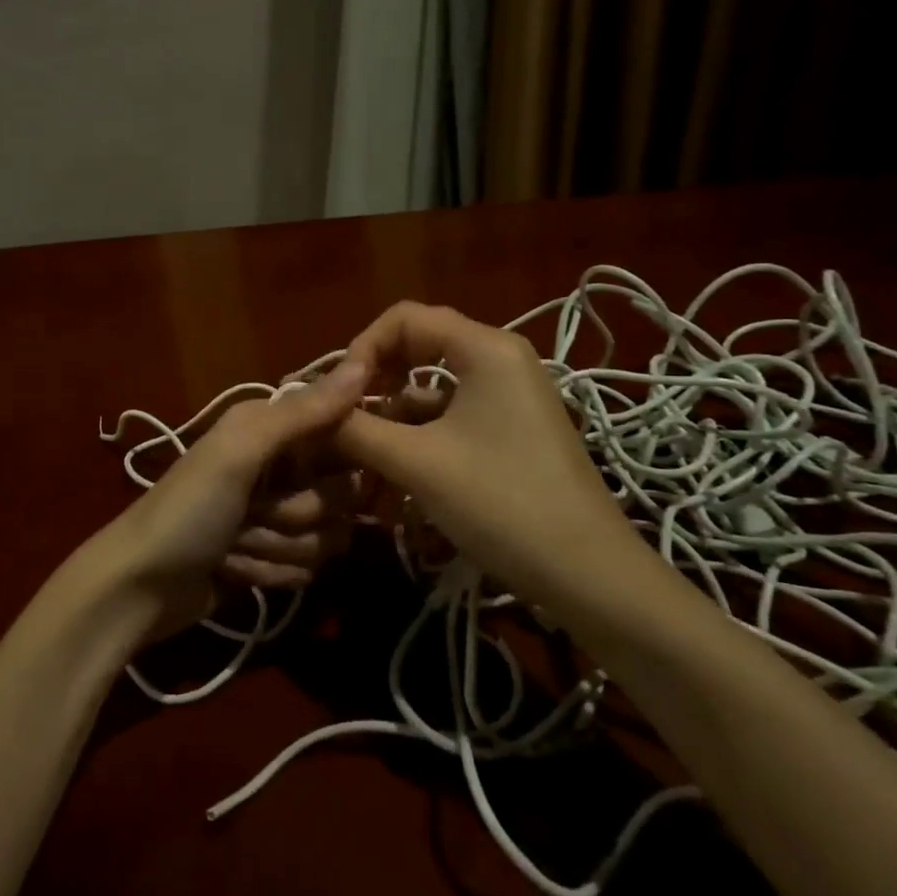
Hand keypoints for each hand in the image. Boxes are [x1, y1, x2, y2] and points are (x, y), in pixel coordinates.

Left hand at [80, 359, 368, 640]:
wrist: (137, 586)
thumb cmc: (186, 510)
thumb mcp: (238, 453)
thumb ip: (301, 414)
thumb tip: (361, 366)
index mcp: (270, 428)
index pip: (343, 432)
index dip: (340, 460)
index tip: (309, 476)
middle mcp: (279, 465)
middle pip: (341, 494)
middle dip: (298, 515)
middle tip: (252, 514)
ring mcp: (276, 514)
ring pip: (327, 536)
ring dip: (278, 548)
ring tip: (234, 545)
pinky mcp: (273, 557)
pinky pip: (308, 568)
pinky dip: (270, 573)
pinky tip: (233, 570)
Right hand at [333, 302, 641, 610]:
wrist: (590, 576)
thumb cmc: (501, 504)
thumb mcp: (416, 462)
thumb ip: (355, 428)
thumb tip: (306, 410)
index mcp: (485, 348)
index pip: (403, 318)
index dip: (360, 349)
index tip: (337, 396)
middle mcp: (500, 359)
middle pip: (417, 348)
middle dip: (373, 381)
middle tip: (341, 419)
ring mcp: (510, 396)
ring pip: (431, 387)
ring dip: (392, 414)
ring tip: (360, 455)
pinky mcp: (512, 430)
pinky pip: (451, 414)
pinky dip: (419, 434)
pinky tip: (396, 471)